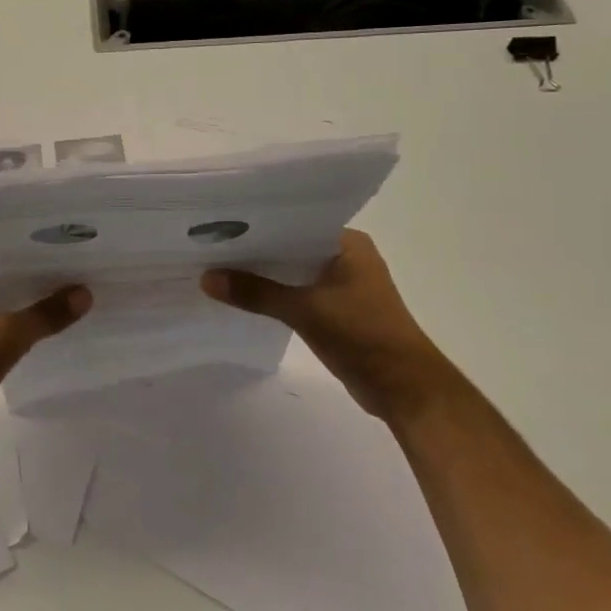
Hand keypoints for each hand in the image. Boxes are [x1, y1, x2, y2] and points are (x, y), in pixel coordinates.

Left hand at [0, 263, 90, 446]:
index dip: (42, 255)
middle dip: (40, 281)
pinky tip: (45, 328)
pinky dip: (17, 324)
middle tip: (83, 277)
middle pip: (7, 278)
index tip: (76, 255)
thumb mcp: (9, 336)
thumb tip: (86, 293)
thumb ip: (48, 314)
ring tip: (71, 300)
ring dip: (29, 305)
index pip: (8, 253)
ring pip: (2, 302)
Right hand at [201, 229, 453, 420]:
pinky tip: (241, 295)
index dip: (257, 223)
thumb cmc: (363, 335)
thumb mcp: (304, 310)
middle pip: (289, 247)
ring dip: (262, 274)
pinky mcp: (335, 310)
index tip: (219, 222)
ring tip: (216, 266)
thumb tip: (206, 278)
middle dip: (254, 249)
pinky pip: (295, 293)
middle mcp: (345, 257)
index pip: (294, 221)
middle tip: (208, 243)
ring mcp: (341, 285)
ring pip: (291, 271)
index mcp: (347, 243)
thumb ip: (255, 292)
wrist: (403, 388)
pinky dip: (272, 294)